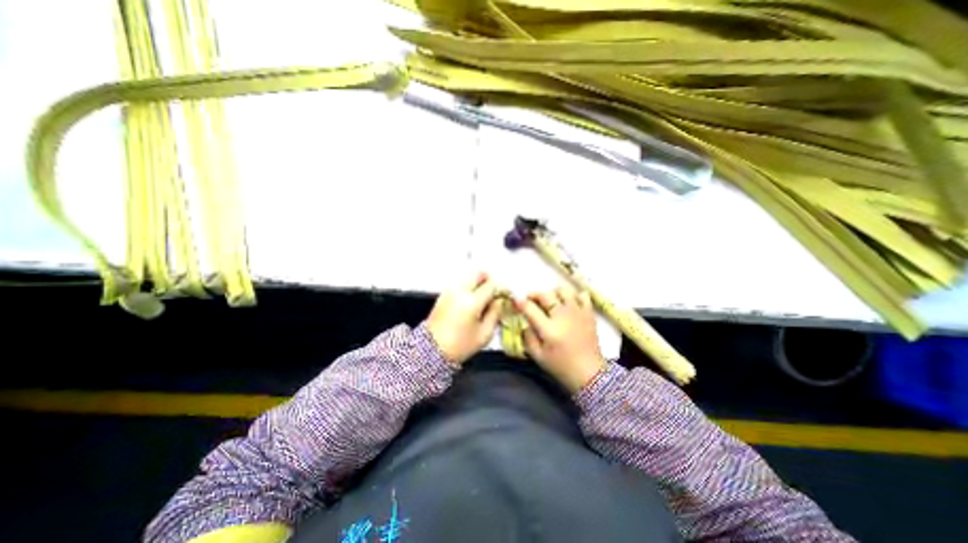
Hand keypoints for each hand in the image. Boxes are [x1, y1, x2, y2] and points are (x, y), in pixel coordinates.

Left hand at [426, 272, 503, 363]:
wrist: (432, 350)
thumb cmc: (460, 345)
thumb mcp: (484, 334)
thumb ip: (495, 314)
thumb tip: (499, 301)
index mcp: (472, 302)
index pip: (491, 285)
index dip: (501, 288)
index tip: (505, 294)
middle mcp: (460, 291)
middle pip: (477, 273)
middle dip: (488, 279)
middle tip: (494, 290)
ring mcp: (450, 291)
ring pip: (467, 276)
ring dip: (478, 281)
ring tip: (483, 295)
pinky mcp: (443, 294)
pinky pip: (459, 282)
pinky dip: (468, 285)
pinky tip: (471, 299)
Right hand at [513, 286, 603, 392]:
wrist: (589, 373)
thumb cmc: (560, 366)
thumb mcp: (537, 356)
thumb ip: (528, 337)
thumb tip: (525, 322)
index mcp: (548, 329)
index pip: (530, 308)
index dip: (520, 302)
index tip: (515, 300)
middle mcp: (562, 316)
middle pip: (545, 295)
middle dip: (534, 295)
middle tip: (530, 300)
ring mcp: (577, 312)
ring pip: (564, 290)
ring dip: (554, 293)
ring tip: (551, 301)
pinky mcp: (589, 313)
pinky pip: (582, 295)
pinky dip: (574, 296)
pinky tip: (569, 303)